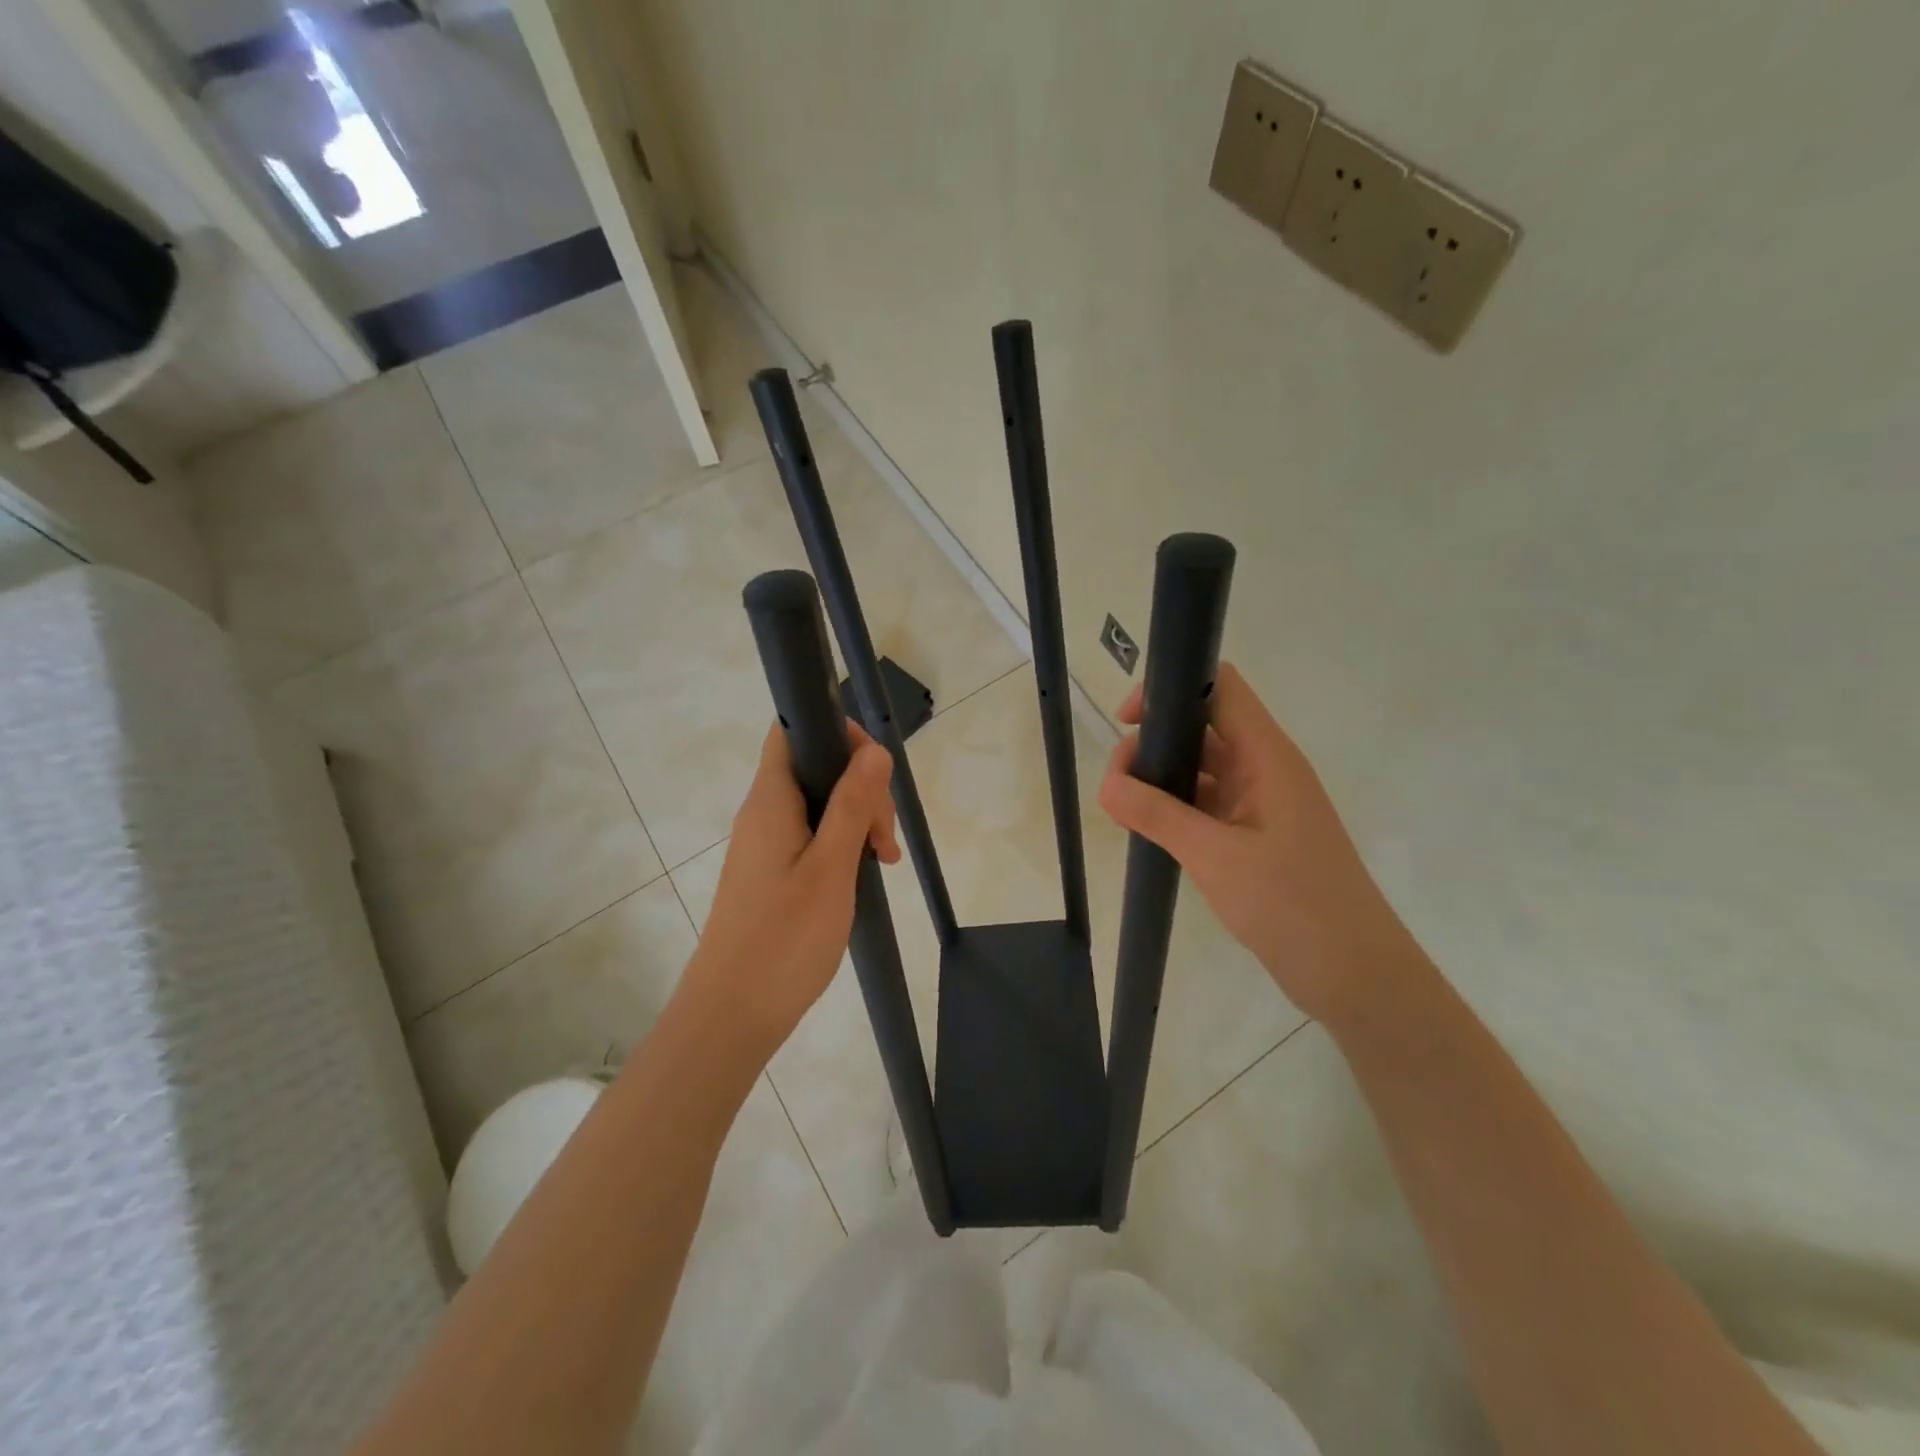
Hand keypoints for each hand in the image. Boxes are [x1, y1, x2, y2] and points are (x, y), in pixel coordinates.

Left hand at [684, 721, 900, 1056]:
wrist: (731, 1014)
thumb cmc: (784, 938)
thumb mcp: (831, 868)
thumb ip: (852, 805)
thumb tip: (873, 749)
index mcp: (770, 801)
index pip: (793, 730)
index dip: (836, 732)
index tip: (874, 769)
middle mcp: (763, 813)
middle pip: (815, 768)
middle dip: (860, 787)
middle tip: (884, 838)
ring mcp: (765, 843)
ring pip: (819, 805)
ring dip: (857, 820)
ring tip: (884, 861)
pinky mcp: (771, 871)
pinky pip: (812, 836)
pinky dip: (842, 845)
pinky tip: (865, 874)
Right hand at [1097, 663, 1416, 1022]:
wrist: (1353, 973)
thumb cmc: (1292, 904)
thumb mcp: (1215, 856)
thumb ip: (1156, 815)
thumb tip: (1105, 785)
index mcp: (1267, 756)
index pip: (1220, 689)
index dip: (1171, 689)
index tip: (1127, 722)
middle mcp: (1264, 769)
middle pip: (1200, 728)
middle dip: (1152, 745)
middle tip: (1116, 788)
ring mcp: (1260, 803)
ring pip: (1199, 769)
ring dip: (1159, 781)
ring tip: (1122, 813)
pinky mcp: (1253, 835)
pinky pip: (1205, 805)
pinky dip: (1173, 810)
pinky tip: (1145, 831)